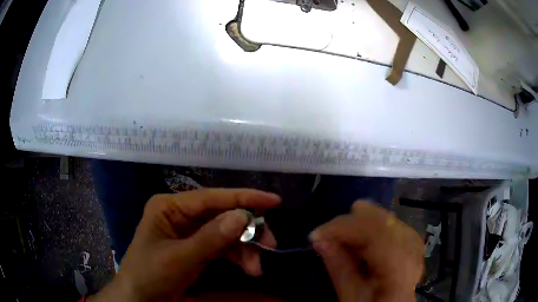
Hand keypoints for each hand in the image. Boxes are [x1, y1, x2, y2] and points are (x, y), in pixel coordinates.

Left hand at [89, 189, 280, 300]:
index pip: (211, 197)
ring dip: (245, 248)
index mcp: (170, 207)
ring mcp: (190, 232)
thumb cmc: (149, 275)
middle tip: (269, 246)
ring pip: (226, 232)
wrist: (140, 298)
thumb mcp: (178, 259)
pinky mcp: (196, 248)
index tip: (274, 201)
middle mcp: (181, 215)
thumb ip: (210, 239)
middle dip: (247, 231)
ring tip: (256, 269)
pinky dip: (237, 256)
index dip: (244, 198)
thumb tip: (242, 216)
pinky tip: (248, 268)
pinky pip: (223, 246)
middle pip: (222, 215)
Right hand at [310, 201, 423, 301]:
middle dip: (350, 222)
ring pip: (385, 217)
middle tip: (328, 236)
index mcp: (399, 266)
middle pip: (381, 218)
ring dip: (360, 225)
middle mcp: (412, 249)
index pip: (373, 230)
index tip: (315, 235)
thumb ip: (340, 270)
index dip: (342, 227)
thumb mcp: (352, 299)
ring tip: (342, 240)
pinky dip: (372, 228)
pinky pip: (390, 224)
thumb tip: (320, 240)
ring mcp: (414, 244)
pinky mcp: (412, 243)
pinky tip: (361, 241)